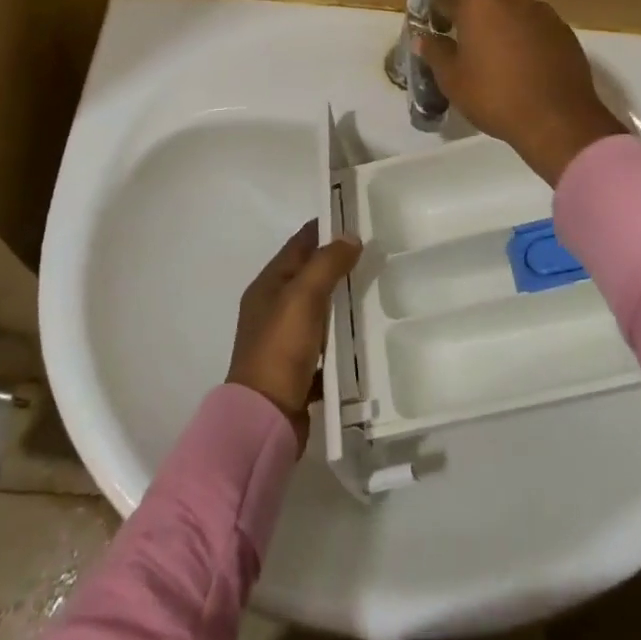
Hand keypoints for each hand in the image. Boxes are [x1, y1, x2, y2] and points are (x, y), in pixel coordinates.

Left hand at [226, 221, 361, 451]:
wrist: (264, 420)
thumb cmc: (280, 349)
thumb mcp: (303, 297)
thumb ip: (326, 263)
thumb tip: (350, 236)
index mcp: (268, 286)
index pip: (298, 245)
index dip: (324, 229)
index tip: (355, 218)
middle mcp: (272, 309)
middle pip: (308, 276)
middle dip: (337, 264)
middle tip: (374, 254)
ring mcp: (284, 342)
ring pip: (318, 311)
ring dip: (341, 301)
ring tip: (376, 291)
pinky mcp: (297, 371)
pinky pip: (324, 346)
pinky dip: (341, 339)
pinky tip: (365, 338)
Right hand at [419, 0, 625, 185]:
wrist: (557, 119)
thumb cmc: (495, 96)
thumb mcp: (452, 80)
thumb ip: (435, 52)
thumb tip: (424, 38)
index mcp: (477, 2)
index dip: (435, 12)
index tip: (434, 29)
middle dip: (469, 13)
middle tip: (463, 42)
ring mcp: (540, 9)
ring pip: (510, 7)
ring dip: (499, 21)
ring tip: (495, 51)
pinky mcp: (562, 28)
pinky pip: (534, 23)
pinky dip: (524, 34)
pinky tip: (523, 61)